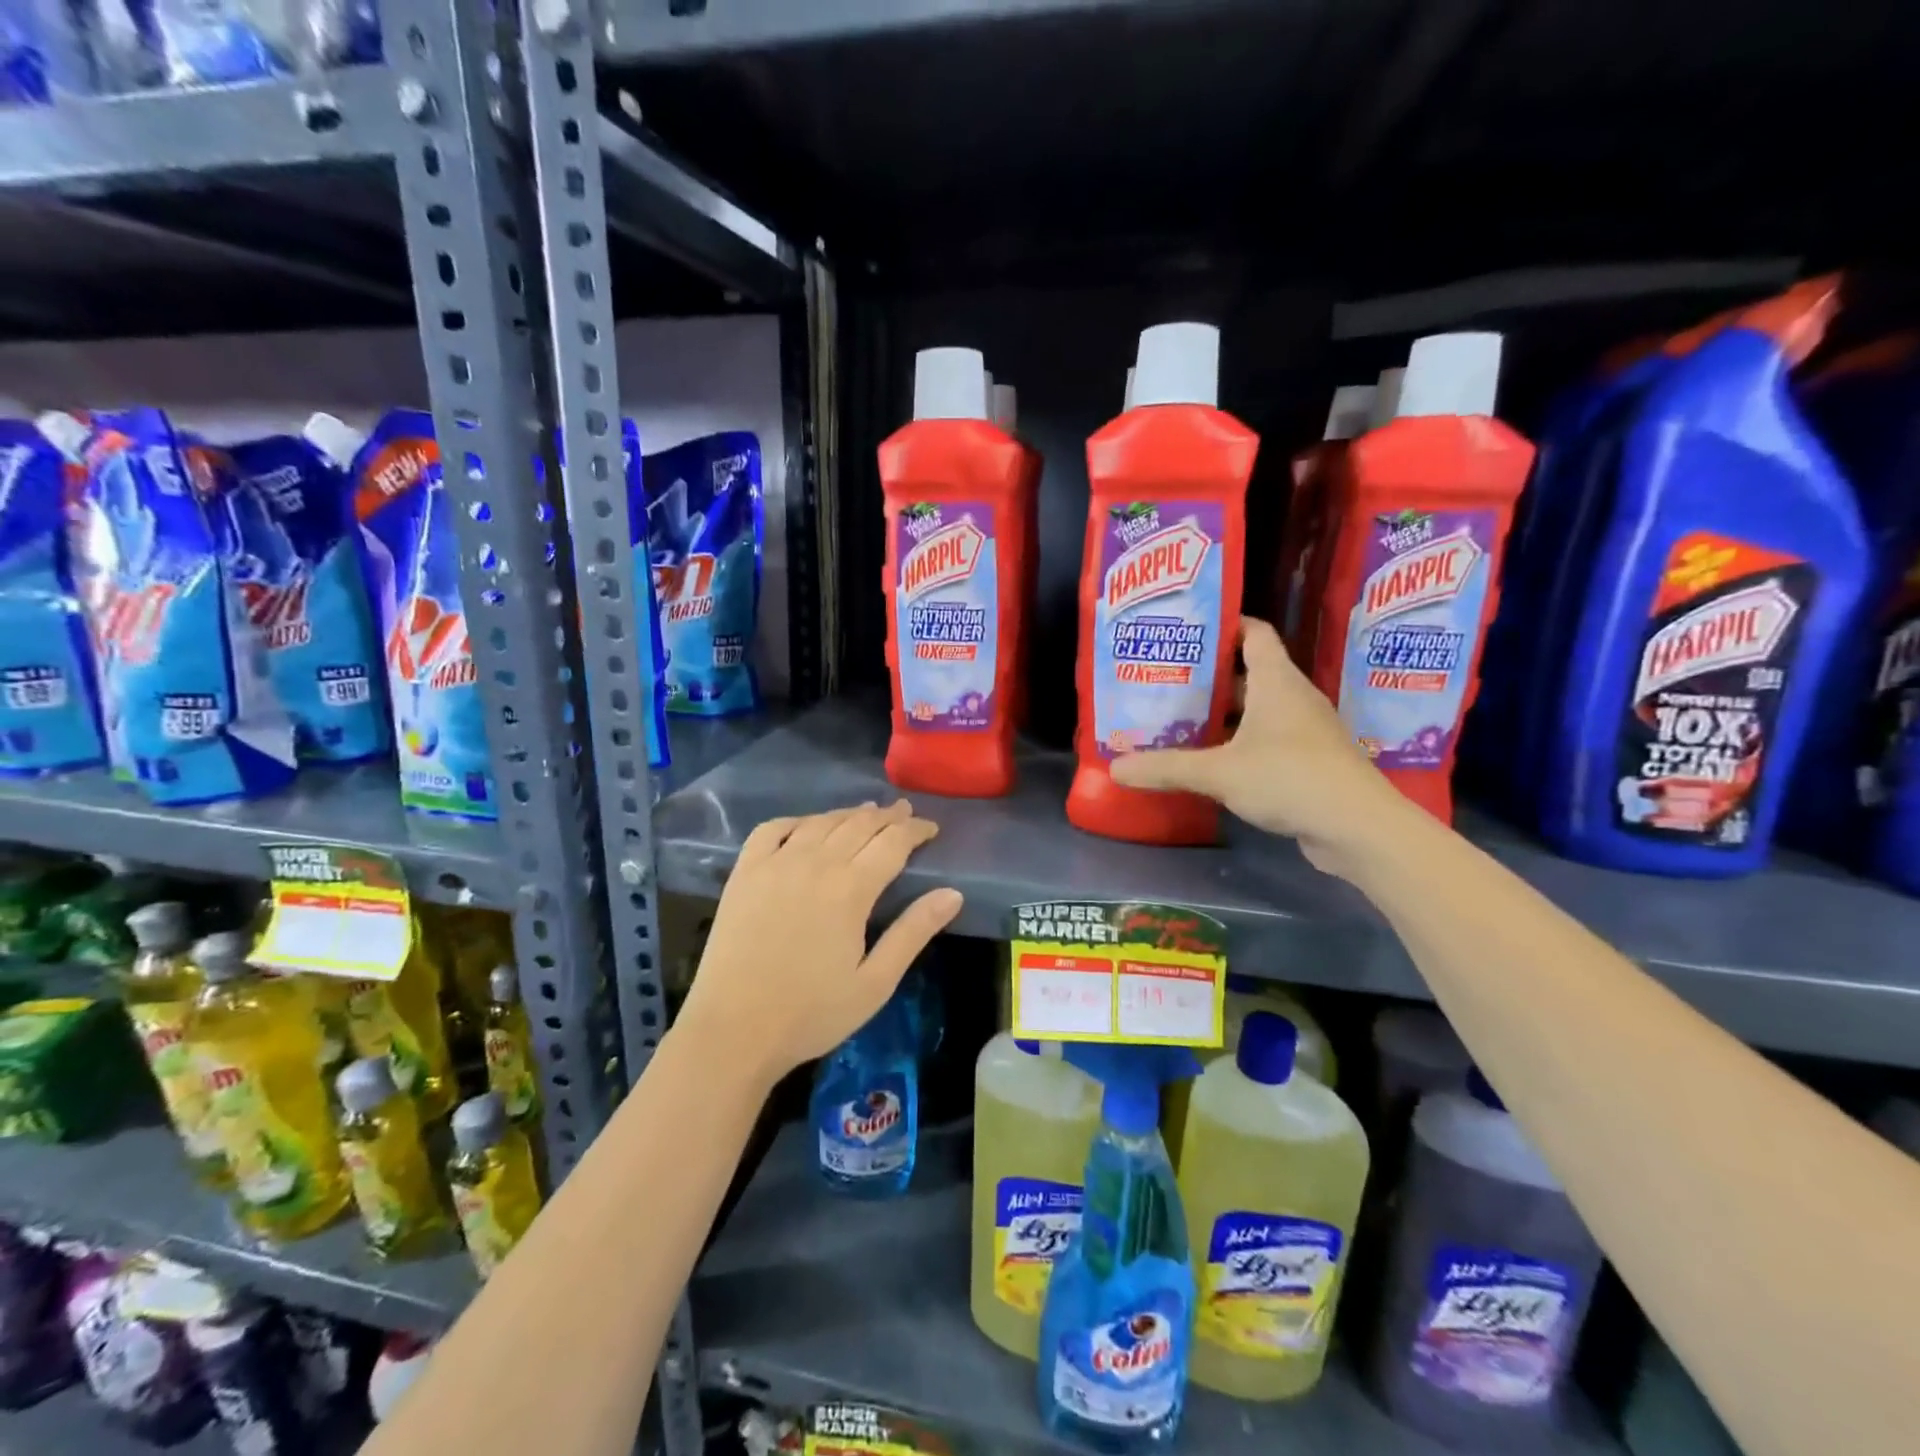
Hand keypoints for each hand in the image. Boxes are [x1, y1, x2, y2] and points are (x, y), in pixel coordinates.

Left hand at [676, 800, 962, 1084]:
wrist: (733, 1031)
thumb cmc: (811, 1013)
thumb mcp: (875, 983)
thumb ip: (913, 932)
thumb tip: (953, 894)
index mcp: (850, 889)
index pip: (893, 842)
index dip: (916, 830)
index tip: (931, 829)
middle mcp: (814, 864)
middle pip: (859, 824)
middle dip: (888, 816)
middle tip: (905, 812)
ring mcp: (775, 864)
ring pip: (820, 822)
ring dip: (849, 814)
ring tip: (867, 812)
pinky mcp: (744, 873)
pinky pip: (772, 829)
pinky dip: (797, 820)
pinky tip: (807, 825)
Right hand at [1110, 617, 1412, 875]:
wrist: (1358, 828)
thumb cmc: (1289, 778)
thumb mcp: (1219, 772)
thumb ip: (1166, 767)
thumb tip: (1114, 768)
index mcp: (1277, 681)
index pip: (1254, 633)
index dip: (1224, 624)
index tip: (1187, 631)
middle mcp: (1293, 697)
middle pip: (1248, 673)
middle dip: (1208, 677)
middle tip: (1166, 681)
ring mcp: (1305, 730)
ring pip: (1257, 710)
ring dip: (1223, 714)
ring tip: (1179, 719)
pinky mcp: (1309, 761)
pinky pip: (1267, 739)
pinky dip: (1239, 742)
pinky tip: (1211, 760)